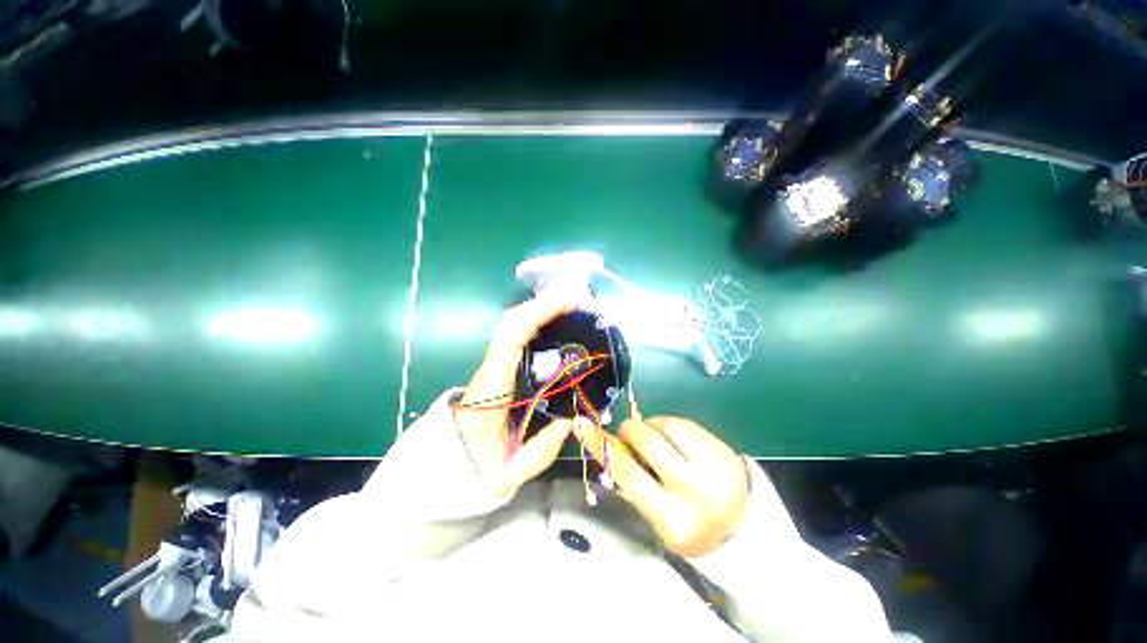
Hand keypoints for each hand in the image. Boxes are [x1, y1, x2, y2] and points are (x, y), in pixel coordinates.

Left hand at [453, 296, 579, 497]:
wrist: (447, 464)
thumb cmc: (476, 468)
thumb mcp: (510, 472)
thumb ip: (544, 448)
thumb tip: (573, 419)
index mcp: (492, 389)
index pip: (510, 339)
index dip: (538, 314)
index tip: (569, 304)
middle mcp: (490, 368)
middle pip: (511, 321)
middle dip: (543, 303)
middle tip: (577, 299)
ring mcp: (492, 365)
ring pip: (512, 324)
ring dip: (540, 308)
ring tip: (570, 305)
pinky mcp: (498, 366)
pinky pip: (516, 335)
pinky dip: (536, 320)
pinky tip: (556, 321)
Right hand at [576, 416, 749, 556]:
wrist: (743, 530)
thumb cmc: (689, 526)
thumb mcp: (657, 516)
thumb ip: (634, 481)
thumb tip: (609, 444)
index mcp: (673, 519)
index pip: (628, 474)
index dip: (601, 446)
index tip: (582, 425)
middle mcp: (696, 491)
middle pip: (649, 441)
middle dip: (631, 429)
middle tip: (627, 432)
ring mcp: (715, 466)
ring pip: (668, 425)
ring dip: (652, 425)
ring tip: (654, 436)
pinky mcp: (725, 449)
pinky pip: (686, 423)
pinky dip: (670, 424)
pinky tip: (672, 437)